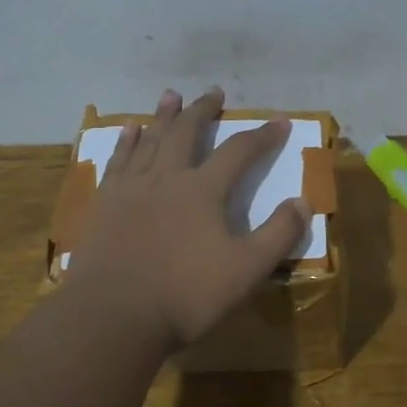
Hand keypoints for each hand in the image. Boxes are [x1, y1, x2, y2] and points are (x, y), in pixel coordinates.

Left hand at [65, 87, 310, 350]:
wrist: (113, 315)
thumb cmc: (185, 295)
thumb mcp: (247, 270)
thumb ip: (278, 234)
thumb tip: (302, 201)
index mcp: (202, 190)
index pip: (239, 152)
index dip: (262, 135)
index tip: (280, 121)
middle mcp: (166, 177)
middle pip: (187, 133)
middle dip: (204, 111)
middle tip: (214, 91)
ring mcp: (130, 188)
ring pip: (149, 140)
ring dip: (163, 116)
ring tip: (171, 96)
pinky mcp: (104, 204)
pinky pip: (118, 161)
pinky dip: (126, 142)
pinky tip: (129, 131)